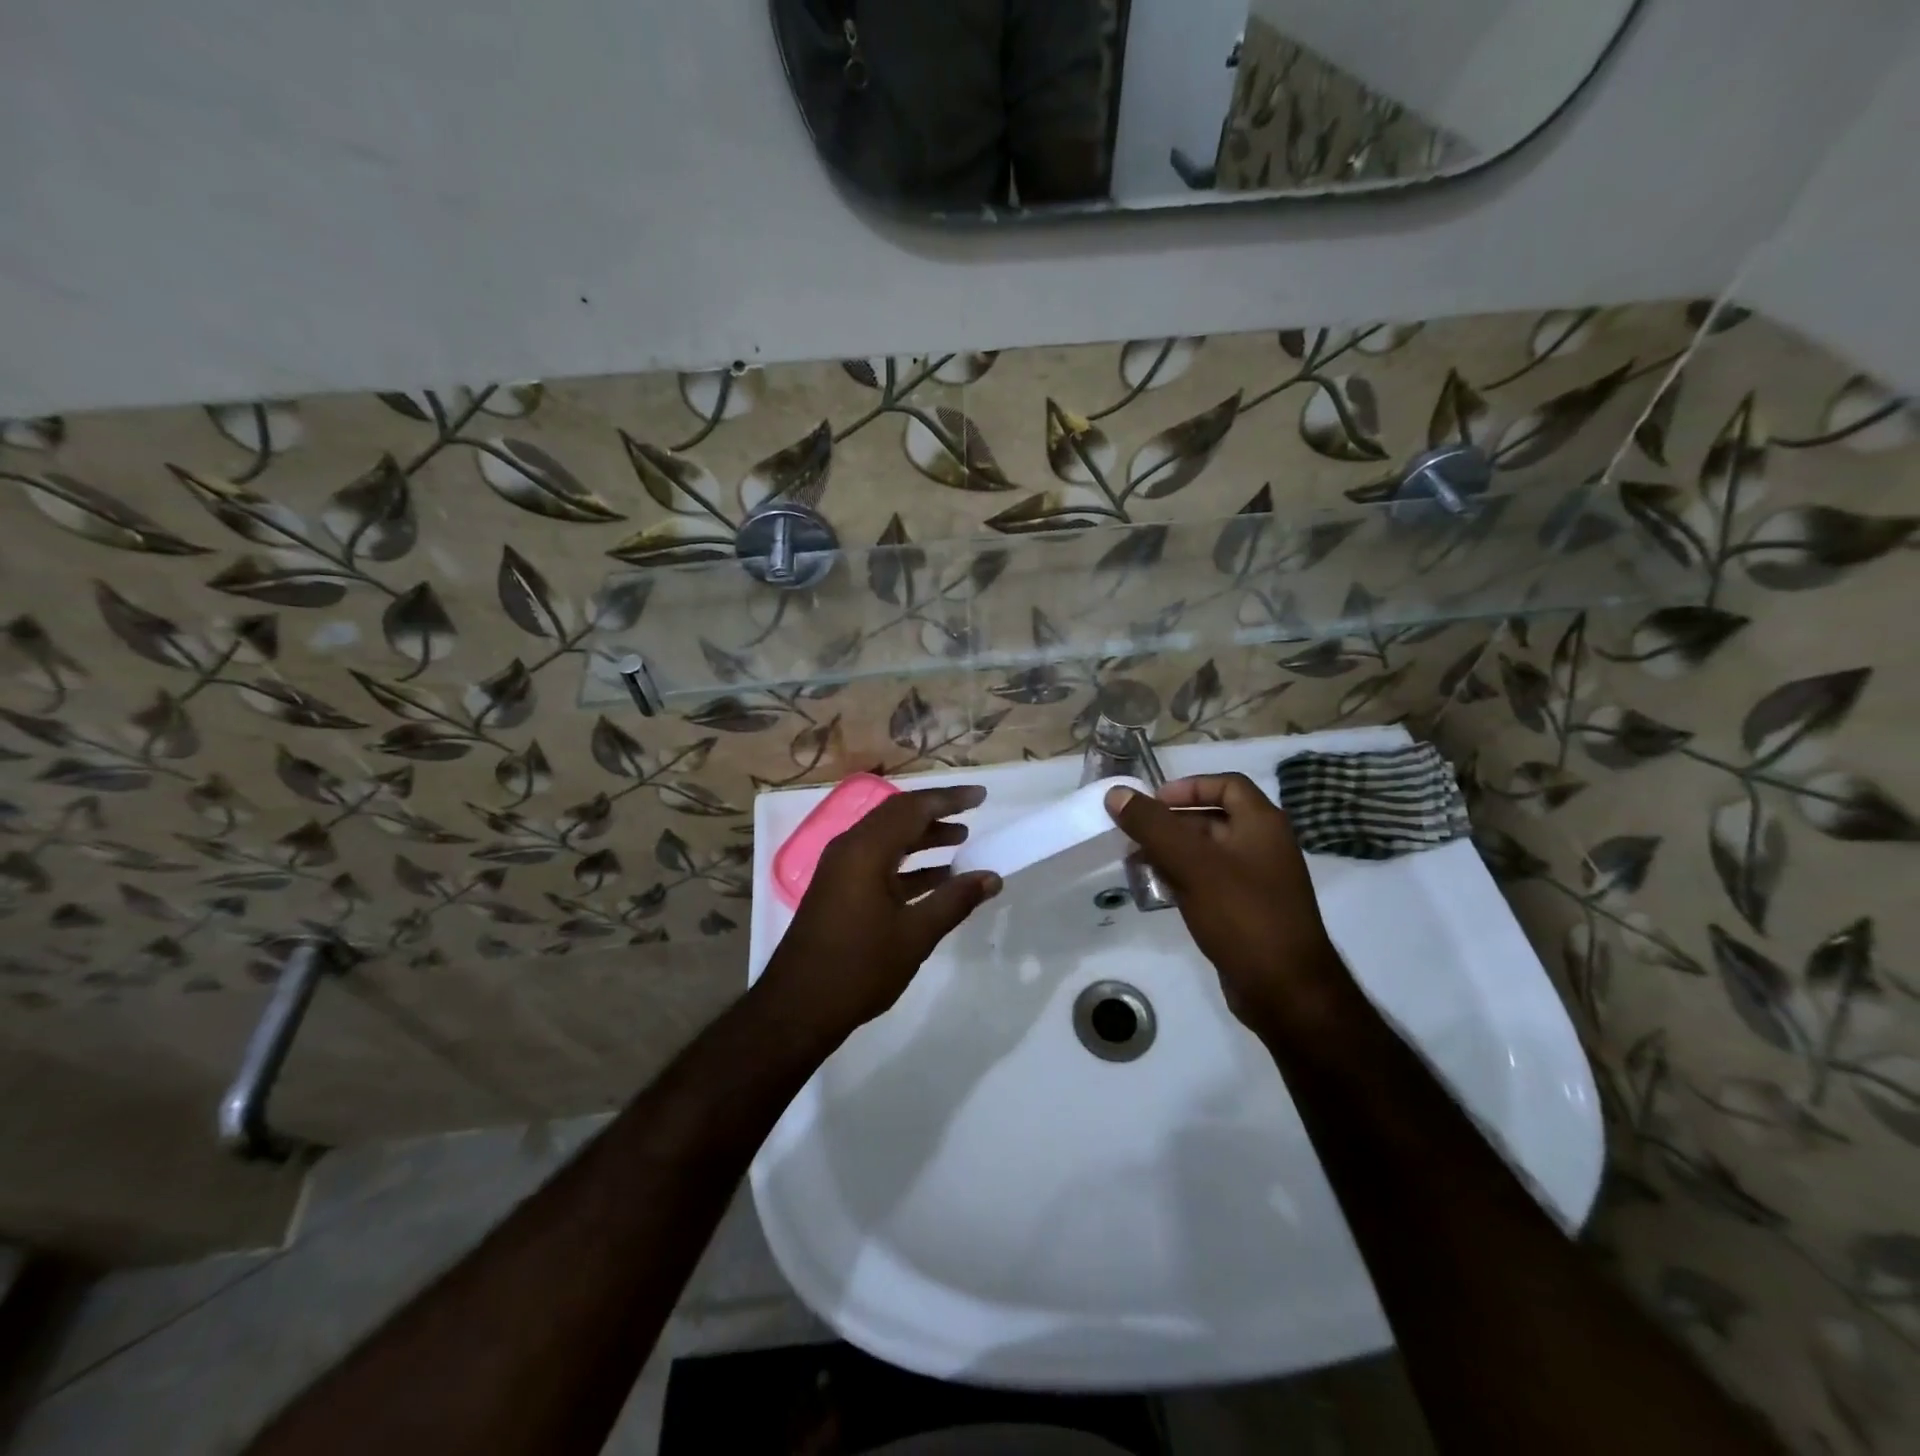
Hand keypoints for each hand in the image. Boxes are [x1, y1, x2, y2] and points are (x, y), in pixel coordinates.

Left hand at [764, 785, 1001, 1037]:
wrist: (797, 1008)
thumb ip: (955, 900)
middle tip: (973, 814)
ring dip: (922, 838)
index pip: (913, 808)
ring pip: (887, 839)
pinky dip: (907, 863)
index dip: (949, 799)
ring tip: (961, 841)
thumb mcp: (915, 934)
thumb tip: (992, 877)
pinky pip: (877, 861)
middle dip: (936, 813)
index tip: (981, 796)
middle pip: (897, 817)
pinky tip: (935, 877)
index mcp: (865, 850)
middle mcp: (849, 849)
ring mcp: (840, 869)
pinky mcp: (838, 890)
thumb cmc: (859, 967)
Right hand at [1106, 774, 1349, 1030]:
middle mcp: (1264, 846)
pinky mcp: (1248, 911)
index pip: (1227, 784)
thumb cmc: (1242, 915)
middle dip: (1170, 824)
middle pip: (1212, 818)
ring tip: (1136, 864)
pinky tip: (1158, 892)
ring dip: (1172, 853)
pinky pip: (1210, 882)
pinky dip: (1183, 879)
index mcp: (1262, 824)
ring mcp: (1258, 881)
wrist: (1286, 991)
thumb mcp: (1192, 864)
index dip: (1188, 786)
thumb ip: (1152, 826)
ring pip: (1207, 853)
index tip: (1153, 803)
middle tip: (1133, 836)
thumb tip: (1117, 793)